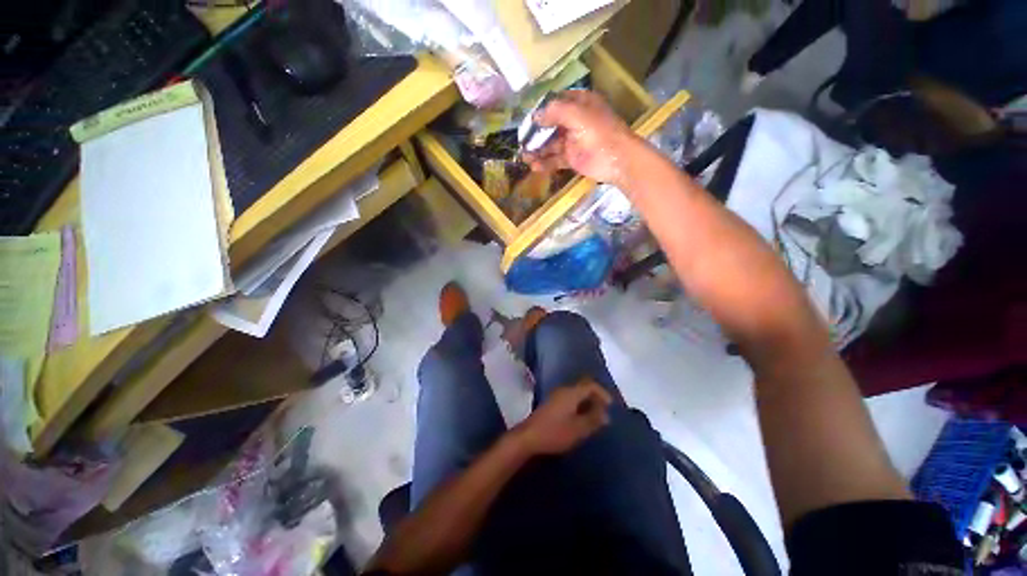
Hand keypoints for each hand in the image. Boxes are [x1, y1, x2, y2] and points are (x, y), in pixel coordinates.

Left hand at [514, 379, 613, 455]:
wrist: (528, 437)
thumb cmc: (555, 432)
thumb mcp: (578, 429)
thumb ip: (593, 420)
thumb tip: (606, 415)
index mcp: (571, 392)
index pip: (590, 384)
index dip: (602, 393)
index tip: (610, 406)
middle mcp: (563, 390)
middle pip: (583, 388)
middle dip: (595, 398)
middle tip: (604, 413)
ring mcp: (556, 396)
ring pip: (576, 394)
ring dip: (587, 403)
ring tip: (595, 418)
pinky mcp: (551, 404)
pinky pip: (570, 399)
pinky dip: (579, 406)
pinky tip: (581, 419)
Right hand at [522, 90, 637, 186]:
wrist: (618, 160)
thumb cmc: (600, 133)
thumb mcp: (577, 115)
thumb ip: (555, 112)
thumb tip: (536, 116)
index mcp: (579, 104)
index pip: (555, 103)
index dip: (540, 110)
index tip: (526, 120)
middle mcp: (575, 121)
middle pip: (550, 125)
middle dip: (536, 133)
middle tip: (522, 141)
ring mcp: (573, 141)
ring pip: (551, 144)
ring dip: (538, 150)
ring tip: (524, 157)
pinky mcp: (573, 158)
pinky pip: (555, 159)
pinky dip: (545, 163)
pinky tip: (534, 166)